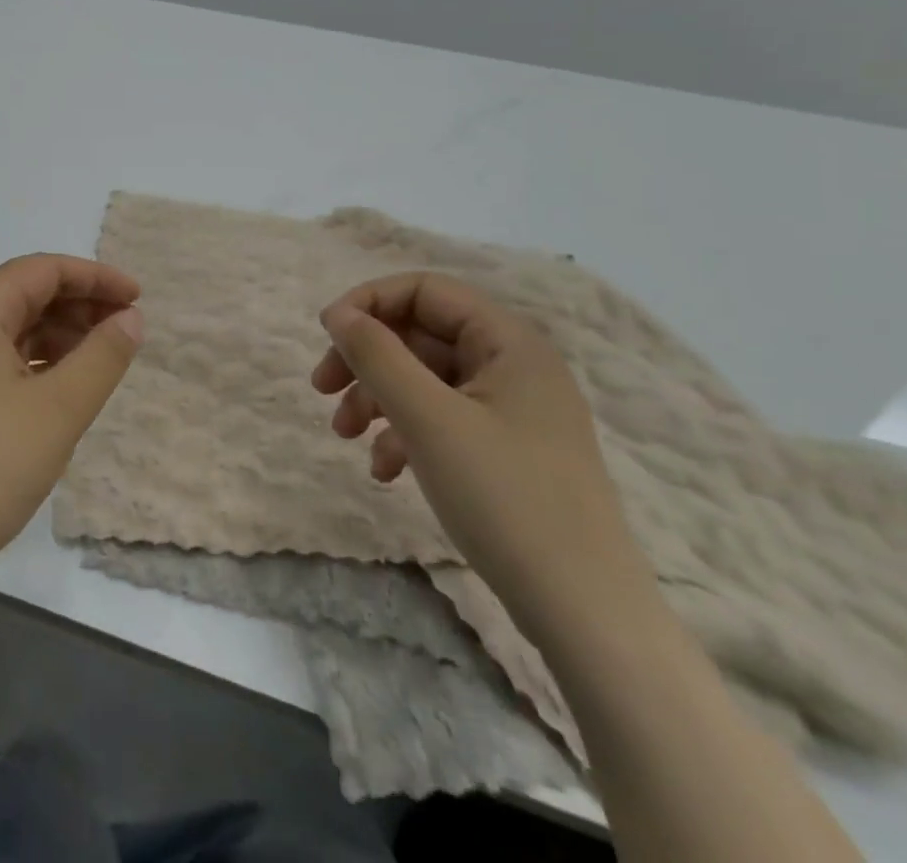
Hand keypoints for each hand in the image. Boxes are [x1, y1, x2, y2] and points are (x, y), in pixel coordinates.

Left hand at [0, 255, 143, 587]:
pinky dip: (36, 361)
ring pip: (12, 327)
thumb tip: (131, 319)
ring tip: (101, 358)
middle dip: (79, 304)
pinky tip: (62, 385)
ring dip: (59, 334)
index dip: (94, 277)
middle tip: (125, 329)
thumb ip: (103, 356)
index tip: (137, 298)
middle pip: (25, 293)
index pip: (41, 270)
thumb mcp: (60, 408)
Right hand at [313, 272, 656, 639]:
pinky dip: (404, 434)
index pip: (425, 290)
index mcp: (509, 343)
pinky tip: (385, 470)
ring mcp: (513, 413)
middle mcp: (514, 367)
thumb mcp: (427, 418)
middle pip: (420, 335)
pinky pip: (442, 421)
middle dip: (367, 358)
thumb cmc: (505, 499)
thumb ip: (377, 355)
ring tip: (345, 435)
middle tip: (322, 389)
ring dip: (377, 398)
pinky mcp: (507, 453)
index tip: (327, 335)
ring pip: (425, 380)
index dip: (370, 302)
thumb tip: (338, 313)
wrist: (584, 614)